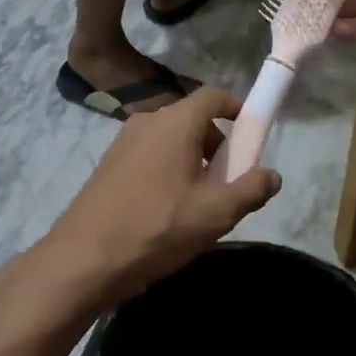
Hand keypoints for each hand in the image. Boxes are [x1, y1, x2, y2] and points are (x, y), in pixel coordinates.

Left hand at [40, 87, 281, 313]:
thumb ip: (251, 189)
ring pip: (170, 139)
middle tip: (229, 180)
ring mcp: (123, 142)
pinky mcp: (108, 164)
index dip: (236, 109)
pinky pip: (149, 155)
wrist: (83, 259)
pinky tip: (167, 210)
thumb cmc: (156, 227)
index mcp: (175, 121)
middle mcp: (148, 120)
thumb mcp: (215, 213)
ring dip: (192, 159)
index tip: (252, 135)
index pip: (213, 96)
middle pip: (192, 118)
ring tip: (200, 201)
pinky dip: (167, 169)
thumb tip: (272, 174)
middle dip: (216, 143)